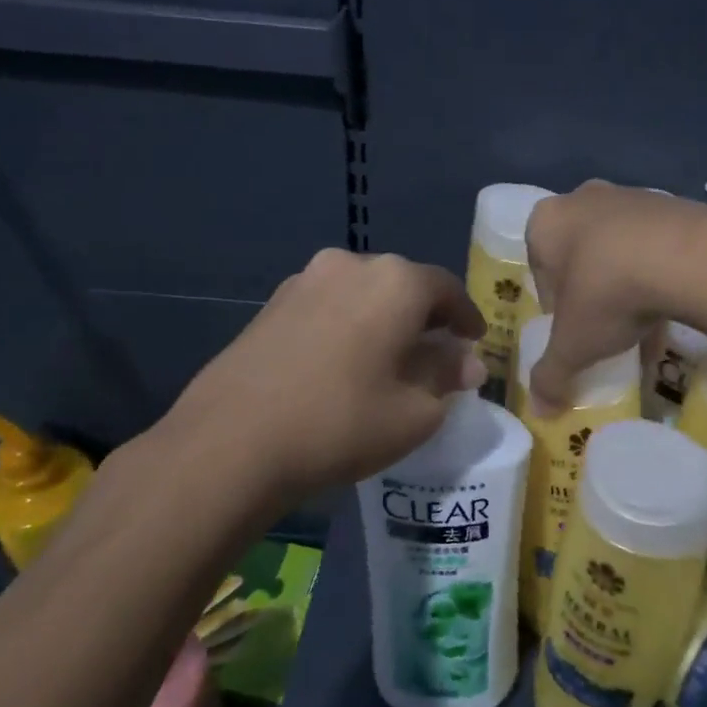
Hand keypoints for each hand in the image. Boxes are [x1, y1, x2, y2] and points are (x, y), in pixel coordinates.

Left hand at [150, 250, 486, 502]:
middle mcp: (350, 265)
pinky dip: (348, 326)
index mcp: (395, 282)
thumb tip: (466, 363)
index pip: (447, 289)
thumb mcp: (415, 412)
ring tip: (389, 358)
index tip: (475, 341)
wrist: (232, 441)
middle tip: (436, 352)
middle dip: (425, 317)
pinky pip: (328, 307)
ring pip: (362, 294)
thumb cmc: (342, 423)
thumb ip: (446, 377)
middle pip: (403, 286)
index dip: (466, 316)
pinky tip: (344, 362)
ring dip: (383, 320)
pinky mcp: (271, 305)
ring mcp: (304, 281)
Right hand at [524, 182, 706, 410]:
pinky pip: (656, 247)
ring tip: (641, 326)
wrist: (687, 257)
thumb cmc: (607, 292)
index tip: (570, 329)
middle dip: (589, 292)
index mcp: (547, 222)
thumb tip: (538, 411)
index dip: (553, 304)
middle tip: (602, 326)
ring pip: (619, 250)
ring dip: (625, 285)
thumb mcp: (573, 344)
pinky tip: (670, 313)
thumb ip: (551, 375)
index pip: (539, 268)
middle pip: (579, 255)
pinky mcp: (674, 205)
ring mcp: (632, 197)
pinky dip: (658, 277)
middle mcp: (584, 200)